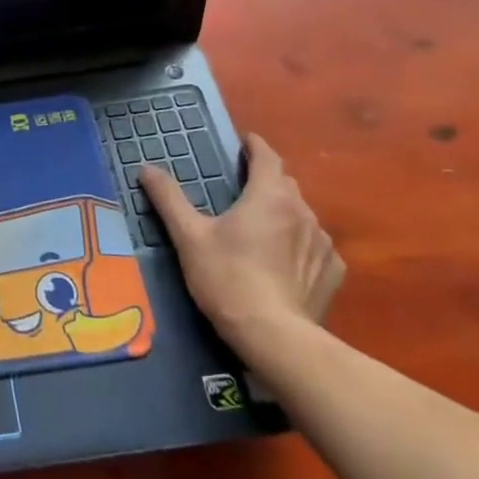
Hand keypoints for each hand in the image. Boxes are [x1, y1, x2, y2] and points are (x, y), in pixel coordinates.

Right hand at [140, 134, 342, 350]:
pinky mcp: (332, 272)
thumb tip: (146, 169)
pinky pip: (314, 247)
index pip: (267, 157)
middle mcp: (302, 212)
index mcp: (269, 196)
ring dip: (283, 214)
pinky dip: (299, 245)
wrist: (273, 336)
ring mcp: (322, 243)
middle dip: (266, 180)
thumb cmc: (226, 278)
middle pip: (285, 184)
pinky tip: (283, 263)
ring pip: (301, 215)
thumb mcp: (188, 236)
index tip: (245, 142)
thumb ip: (168, 198)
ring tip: (261, 229)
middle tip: (243, 188)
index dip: (255, 146)